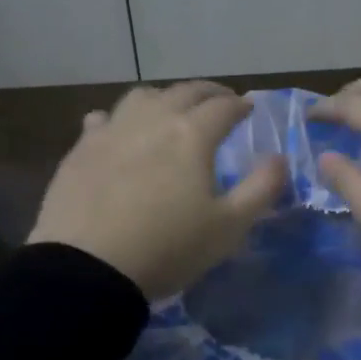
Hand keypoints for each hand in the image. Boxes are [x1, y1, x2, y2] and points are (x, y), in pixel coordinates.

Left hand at [28, 82, 286, 300]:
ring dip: (164, 98)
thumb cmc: (168, 248)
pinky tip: (117, 131)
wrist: (88, 268)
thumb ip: (261, 188)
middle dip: (207, 93)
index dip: (239, 105)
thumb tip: (279, 159)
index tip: (247, 109)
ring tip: (170, 111)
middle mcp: (153, 119)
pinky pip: (102, 119)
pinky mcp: (81, 148)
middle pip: (184, 91)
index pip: (223, 106)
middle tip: (218, 102)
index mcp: (192, 134)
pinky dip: (118, 119)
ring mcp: (112, 130)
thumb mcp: (229, 227)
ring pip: (142, 96)